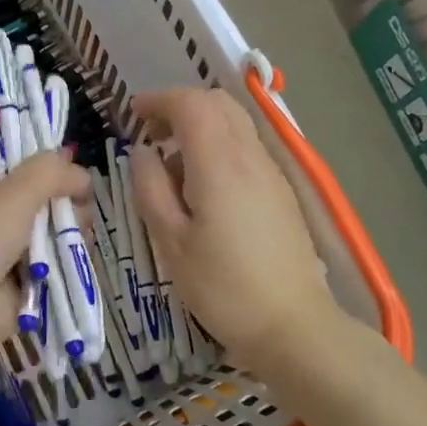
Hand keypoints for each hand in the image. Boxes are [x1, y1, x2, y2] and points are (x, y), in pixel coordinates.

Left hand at [0, 153, 90, 389]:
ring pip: (57, 234)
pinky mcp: (25, 281)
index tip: (77, 183)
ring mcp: (12, 249)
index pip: (29, 169)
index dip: (56, 173)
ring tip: (78, 244)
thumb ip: (52, 172)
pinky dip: (68, 264)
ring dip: (71, 238)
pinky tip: (74, 265)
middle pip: (49, 202)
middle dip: (69, 209)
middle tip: (77, 220)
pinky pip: (57, 265)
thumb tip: (84, 174)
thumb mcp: (14, 192)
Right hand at [131, 89, 340, 370]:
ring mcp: (272, 172)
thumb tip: (143, 152)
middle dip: (180, 106)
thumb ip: (151, 188)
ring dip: (201, 124)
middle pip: (217, 103)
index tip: (133, 113)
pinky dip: (219, 144)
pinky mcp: (282, 191)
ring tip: (173, 162)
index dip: (159, 100)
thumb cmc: (223, 287)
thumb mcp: (171, 242)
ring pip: (236, 122)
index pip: (191, 104)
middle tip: (151, 133)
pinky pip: (247, 147)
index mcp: (219, 164)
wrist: (293, 325)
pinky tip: (204, 185)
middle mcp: (250, 157)